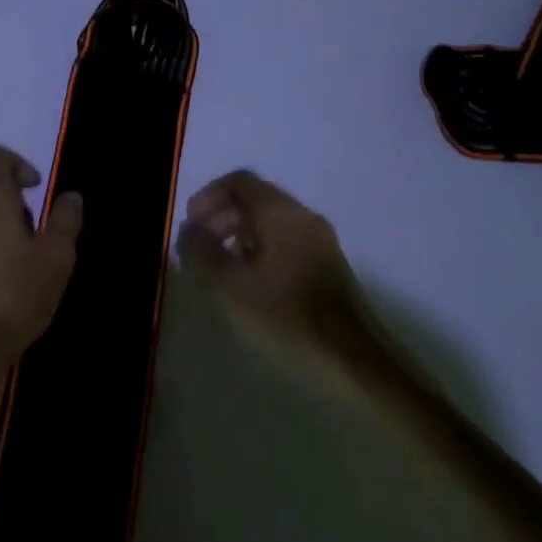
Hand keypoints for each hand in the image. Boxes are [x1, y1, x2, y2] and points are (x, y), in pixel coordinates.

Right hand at [176, 170, 366, 352]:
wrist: (352, 360)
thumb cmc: (285, 316)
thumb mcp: (228, 285)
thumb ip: (201, 251)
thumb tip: (189, 230)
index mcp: (280, 212)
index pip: (239, 181)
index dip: (208, 196)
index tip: (191, 224)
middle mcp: (303, 216)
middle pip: (256, 198)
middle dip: (222, 215)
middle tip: (200, 246)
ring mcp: (320, 241)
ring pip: (271, 221)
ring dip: (240, 234)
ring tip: (221, 267)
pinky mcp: (328, 266)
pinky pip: (286, 241)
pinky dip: (261, 249)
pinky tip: (251, 283)